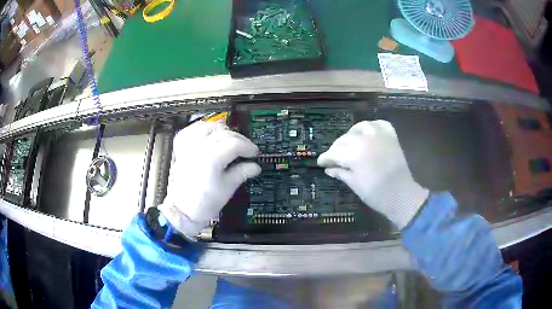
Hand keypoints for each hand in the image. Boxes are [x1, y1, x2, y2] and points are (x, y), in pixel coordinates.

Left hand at [158, 122, 260, 238]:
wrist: (182, 210)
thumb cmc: (205, 202)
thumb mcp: (227, 189)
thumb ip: (242, 173)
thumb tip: (255, 166)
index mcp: (212, 158)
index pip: (235, 144)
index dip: (248, 147)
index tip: (255, 154)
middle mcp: (199, 147)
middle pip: (224, 133)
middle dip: (239, 139)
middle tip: (246, 150)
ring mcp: (188, 145)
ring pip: (209, 126)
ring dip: (223, 131)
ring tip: (230, 140)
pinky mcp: (181, 147)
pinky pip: (192, 129)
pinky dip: (203, 129)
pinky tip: (210, 134)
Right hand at [317, 120, 428, 228]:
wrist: (401, 195)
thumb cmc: (376, 194)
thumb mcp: (355, 184)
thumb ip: (341, 173)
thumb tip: (329, 169)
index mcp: (353, 153)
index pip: (333, 153)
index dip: (325, 158)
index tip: (320, 163)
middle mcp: (364, 139)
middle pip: (344, 139)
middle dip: (336, 149)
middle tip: (333, 158)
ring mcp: (379, 135)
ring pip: (359, 127)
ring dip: (352, 134)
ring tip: (350, 143)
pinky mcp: (391, 136)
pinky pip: (379, 124)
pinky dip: (372, 126)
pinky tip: (368, 133)